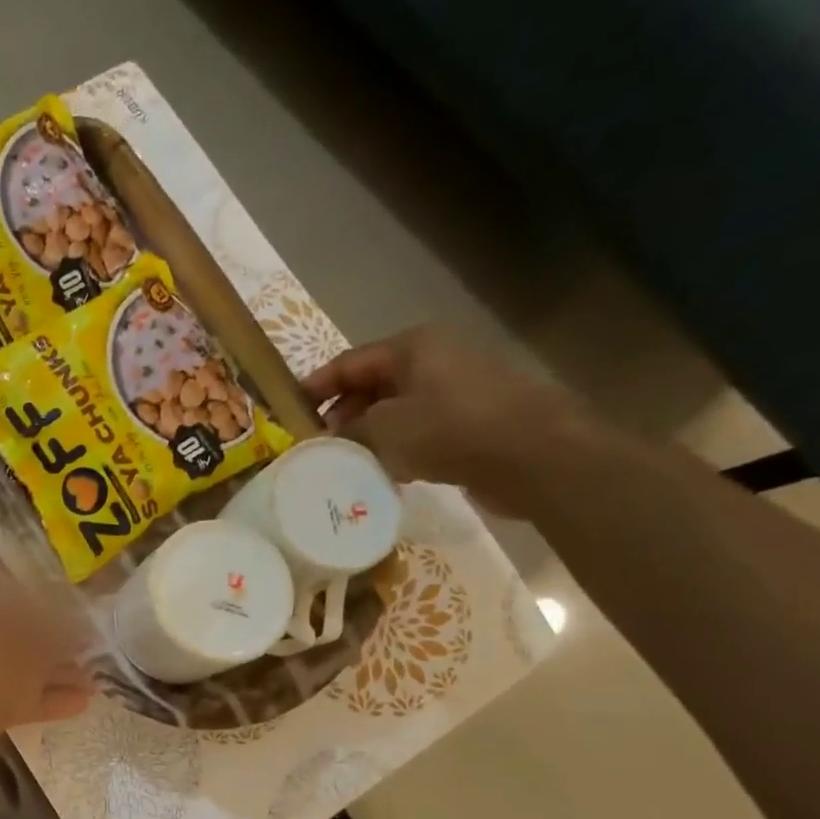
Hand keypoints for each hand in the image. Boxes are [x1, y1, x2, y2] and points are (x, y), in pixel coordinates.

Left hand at [0, 562, 92, 806]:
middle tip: (86, 649)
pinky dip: (32, 697)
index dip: (40, 591)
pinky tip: (75, 705)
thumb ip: (59, 627)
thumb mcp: (35, 640)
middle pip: (5, 626)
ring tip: (91, 683)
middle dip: (48, 639)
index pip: (2, 579)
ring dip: (47, 672)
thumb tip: (74, 624)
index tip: (72, 606)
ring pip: (4, 664)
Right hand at [302, 325, 595, 513]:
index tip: (286, 413)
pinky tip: (382, 472)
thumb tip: (330, 437)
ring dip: (367, 434)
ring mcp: (456, 389)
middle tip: (316, 445)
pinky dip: (396, 446)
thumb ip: (347, 430)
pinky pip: (418, 429)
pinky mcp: (470, 420)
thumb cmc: (449, 429)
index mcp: (411, 347)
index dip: (314, 387)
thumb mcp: (382, 428)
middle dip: (341, 414)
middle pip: (371, 384)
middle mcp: (434, 359)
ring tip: (343, 462)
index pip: (347, 363)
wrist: (533, 455)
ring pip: (394, 409)